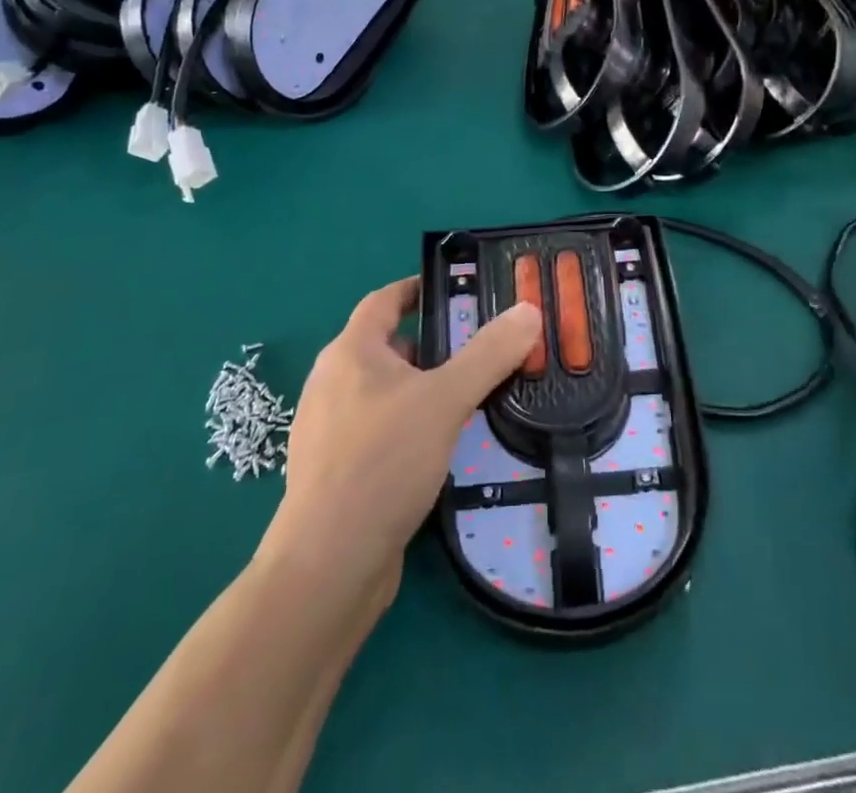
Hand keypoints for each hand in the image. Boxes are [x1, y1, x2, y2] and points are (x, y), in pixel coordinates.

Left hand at [267, 279, 540, 601]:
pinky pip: (377, 431)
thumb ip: (489, 354)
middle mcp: (330, 383)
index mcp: (349, 352)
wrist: (328, 567)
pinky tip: (437, 451)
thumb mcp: (446, 400)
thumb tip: (528, 309)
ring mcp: (327, 431)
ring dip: (421, 389)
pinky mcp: (334, 472)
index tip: (455, 291)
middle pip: (387, 347)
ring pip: (383, 393)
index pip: (383, 300)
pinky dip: (407, 426)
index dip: (417, 289)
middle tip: (479, 352)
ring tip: (467, 401)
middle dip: (432, 346)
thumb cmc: (383, 463)